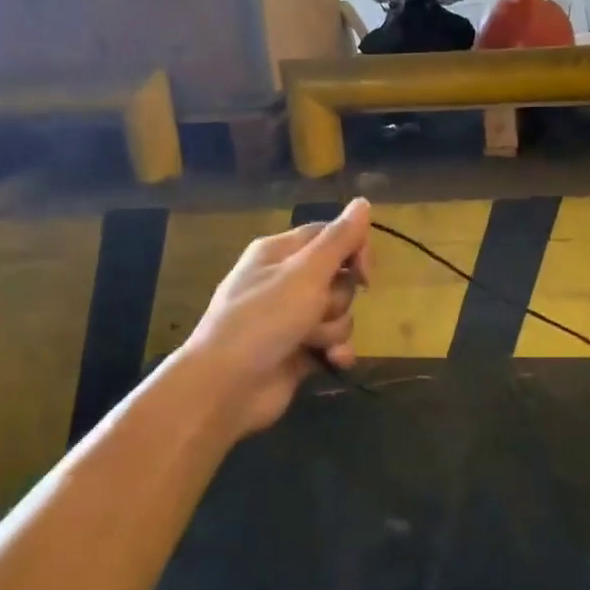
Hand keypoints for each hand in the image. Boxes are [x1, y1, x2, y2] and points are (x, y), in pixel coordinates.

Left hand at [180, 199, 373, 436]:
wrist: (224, 387)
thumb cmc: (263, 319)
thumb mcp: (305, 273)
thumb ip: (339, 239)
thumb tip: (363, 202)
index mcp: (280, 253)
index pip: (330, 235)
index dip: (354, 249)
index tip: (366, 272)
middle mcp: (285, 281)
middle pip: (338, 277)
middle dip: (338, 298)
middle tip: (318, 310)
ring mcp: (291, 318)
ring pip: (338, 312)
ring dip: (332, 329)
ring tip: (311, 342)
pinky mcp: (298, 350)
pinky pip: (333, 342)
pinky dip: (335, 351)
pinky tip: (331, 360)